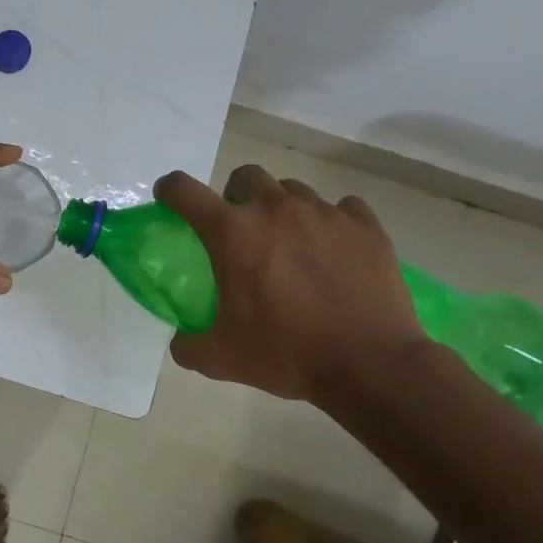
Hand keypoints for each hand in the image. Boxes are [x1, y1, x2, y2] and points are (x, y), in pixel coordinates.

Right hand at [153, 165, 427, 403]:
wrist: (372, 366)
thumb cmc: (287, 354)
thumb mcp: (221, 358)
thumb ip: (188, 344)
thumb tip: (181, 339)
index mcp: (232, 232)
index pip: (184, 190)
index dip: (170, 190)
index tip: (170, 201)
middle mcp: (275, 209)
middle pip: (245, 176)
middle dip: (236, 195)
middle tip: (241, 230)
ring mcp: (324, 213)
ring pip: (293, 191)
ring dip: (283, 210)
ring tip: (291, 244)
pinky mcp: (366, 227)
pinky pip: (342, 208)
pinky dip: (332, 223)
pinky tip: (333, 250)